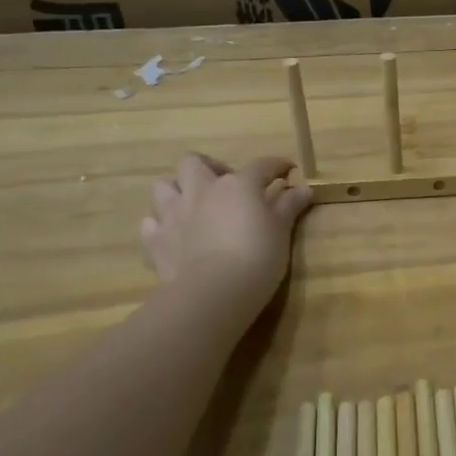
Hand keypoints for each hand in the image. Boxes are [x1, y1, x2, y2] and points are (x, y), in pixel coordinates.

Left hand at [139, 153, 311, 318]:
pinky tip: (173, 235)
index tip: (287, 170)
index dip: (277, 165)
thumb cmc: (257, 257)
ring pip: (163, 186)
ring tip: (193, 206)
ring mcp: (173, 214)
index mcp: (237, 185)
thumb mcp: (281, 231)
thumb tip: (303, 189)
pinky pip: (151, 223)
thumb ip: (289, 207)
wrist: (214, 293)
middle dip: (208, 167)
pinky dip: (161, 225)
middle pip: (193, 162)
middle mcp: (201, 190)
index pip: (261, 165)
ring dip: (177, 191)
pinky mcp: (156, 240)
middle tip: (224, 185)